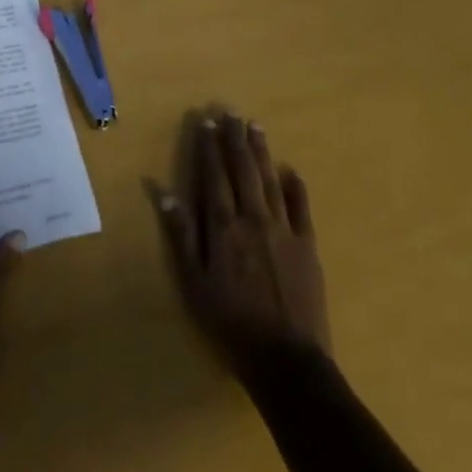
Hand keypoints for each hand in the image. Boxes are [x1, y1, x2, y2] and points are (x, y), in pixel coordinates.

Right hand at [154, 112, 329, 374]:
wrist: (286, 361)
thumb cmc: (231, 324)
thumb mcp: (194, 285)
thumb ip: (181, 236)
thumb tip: (164, 193)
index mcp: (223, 226)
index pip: (214, 175)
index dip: (209, 147)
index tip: (206, 121)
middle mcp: (253, 218)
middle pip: (242, 169)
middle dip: (235, 138)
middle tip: (231, 110)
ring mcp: (283, 229)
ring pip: (269, 179)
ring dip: (261, 151)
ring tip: (255, 125)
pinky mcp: (307, 246)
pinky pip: (301, 208)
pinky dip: (295, 187)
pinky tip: (291, 170)